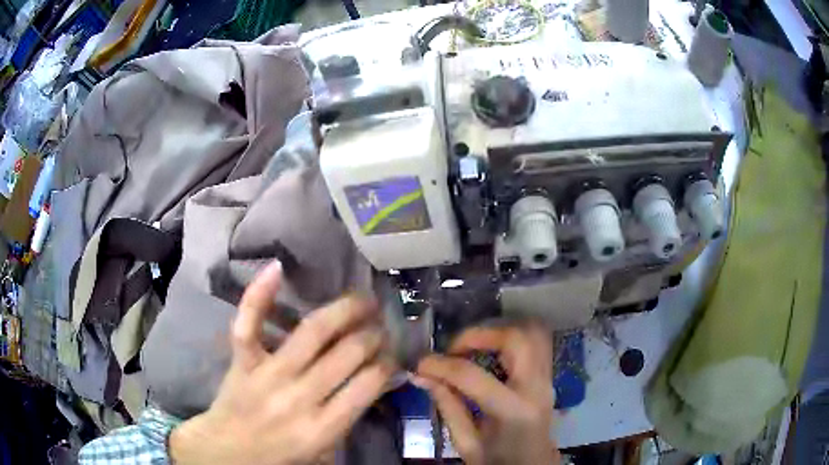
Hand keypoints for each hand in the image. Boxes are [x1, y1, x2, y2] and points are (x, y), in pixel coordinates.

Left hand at [169, 261, 394, 464]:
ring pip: (311, 333)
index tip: (391, 354)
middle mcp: (298, 398)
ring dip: (344, 311)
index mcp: (322, 427)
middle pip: (346, 354)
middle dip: (372, 335)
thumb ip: (351, 417)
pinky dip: (259, 295)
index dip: (386, 363)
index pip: (368, 385)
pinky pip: (249, 325)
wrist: (229, 450)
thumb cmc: (281, 453)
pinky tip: (277, 268)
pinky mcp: (242, 361)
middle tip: (380, 326)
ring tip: (363, 301)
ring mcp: (267, 375)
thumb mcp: (325, 449)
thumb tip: (380, 378)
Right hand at [415, 325, 558, 464]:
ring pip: (531, 333)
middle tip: (453, 348)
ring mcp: (547, 379)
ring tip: (471, 347)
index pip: (473, 376)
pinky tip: (489, 353)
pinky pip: (534, 343)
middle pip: (516, 339)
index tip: (420, 364)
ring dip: (498, 332)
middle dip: (479, 334)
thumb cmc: (498, 461)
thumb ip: (448, 406)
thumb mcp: (466, 443)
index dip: (441, 365)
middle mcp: (536, 388)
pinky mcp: (548, 377)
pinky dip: (509, 339)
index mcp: (513, 412)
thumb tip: (423, 376)